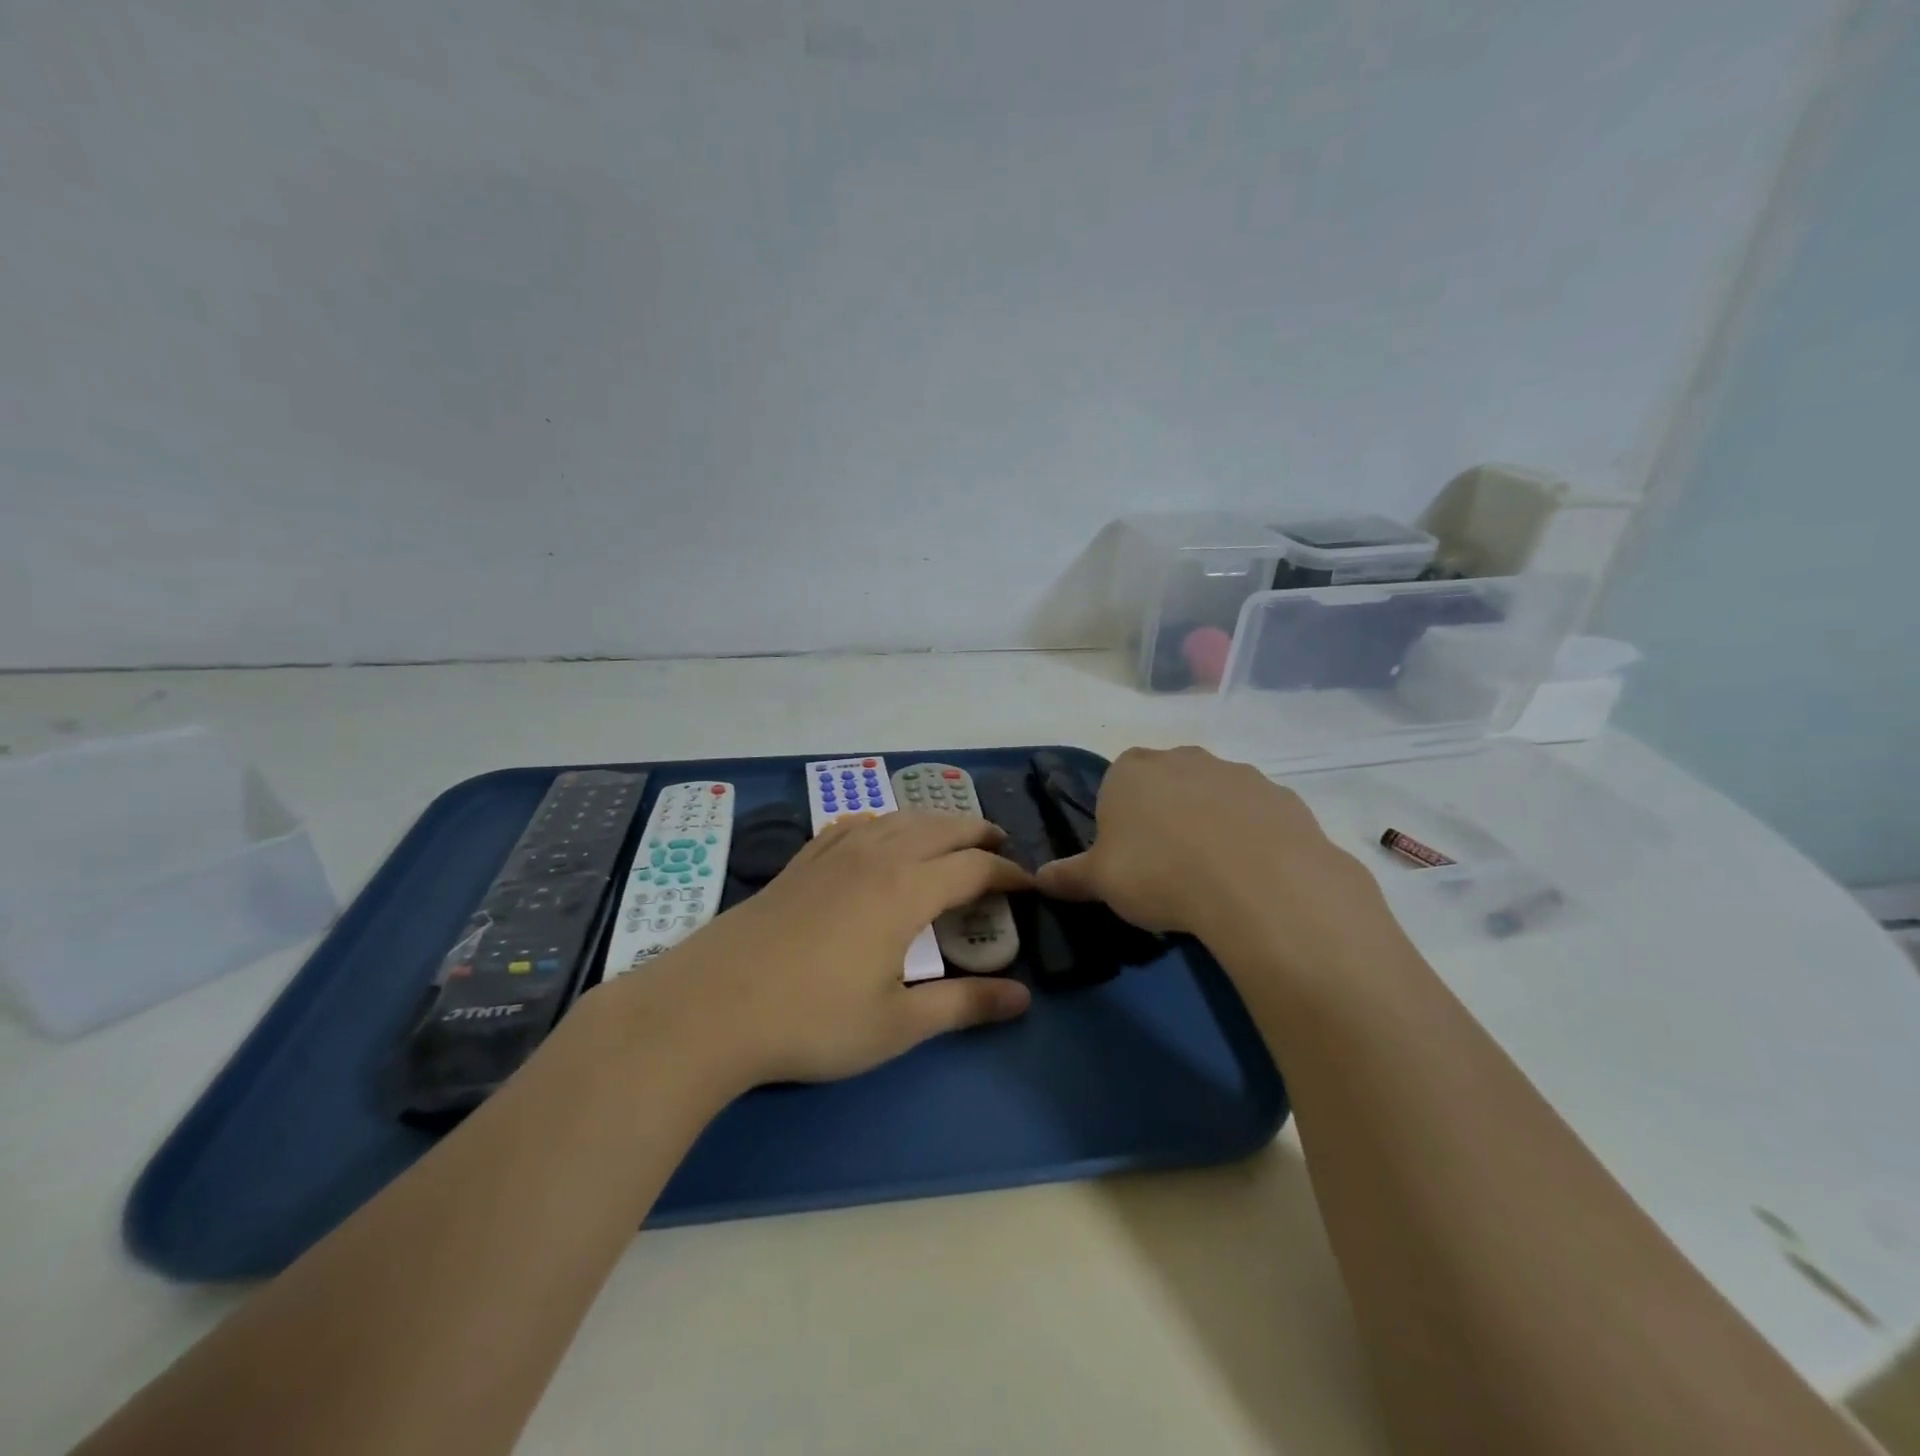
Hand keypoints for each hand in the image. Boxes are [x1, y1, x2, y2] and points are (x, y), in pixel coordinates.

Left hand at [600, 813, 1033, 1087]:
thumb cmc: (811, 1021)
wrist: (709, 1007)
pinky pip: (852, 824)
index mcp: (906, 890)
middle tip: (1001, 847)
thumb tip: (1023, 997)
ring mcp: (833, 854)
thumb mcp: (896, 1025)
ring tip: (950, 836)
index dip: (1009, 873)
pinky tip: (877, 833)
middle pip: (940, 828)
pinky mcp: (801, 862)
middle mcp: (875, 857)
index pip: (974, 867)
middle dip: (977, 833)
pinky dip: (881, 822)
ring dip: (933, 822)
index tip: (1029, 886)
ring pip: (896, 818)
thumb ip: (963, 1005)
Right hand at [1035, 746, 1399, 974]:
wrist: (1258, 883)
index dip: (1119, 823)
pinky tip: (1250, 876)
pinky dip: (1250, 838)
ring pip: (1212, 798)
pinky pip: (1254, 816)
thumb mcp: (1101, 882)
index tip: (1128, 860)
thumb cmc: (1159, 873)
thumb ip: (1068, 876)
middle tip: (1167, 869)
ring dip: (1209, 825)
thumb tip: (1037, 878)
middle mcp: (1182, 758)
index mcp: (1131, 770)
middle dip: (1164, 818)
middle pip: (1165, 786)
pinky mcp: (1280, 795)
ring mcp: (1236, 772)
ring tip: (1212, 878)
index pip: (1115, 786)